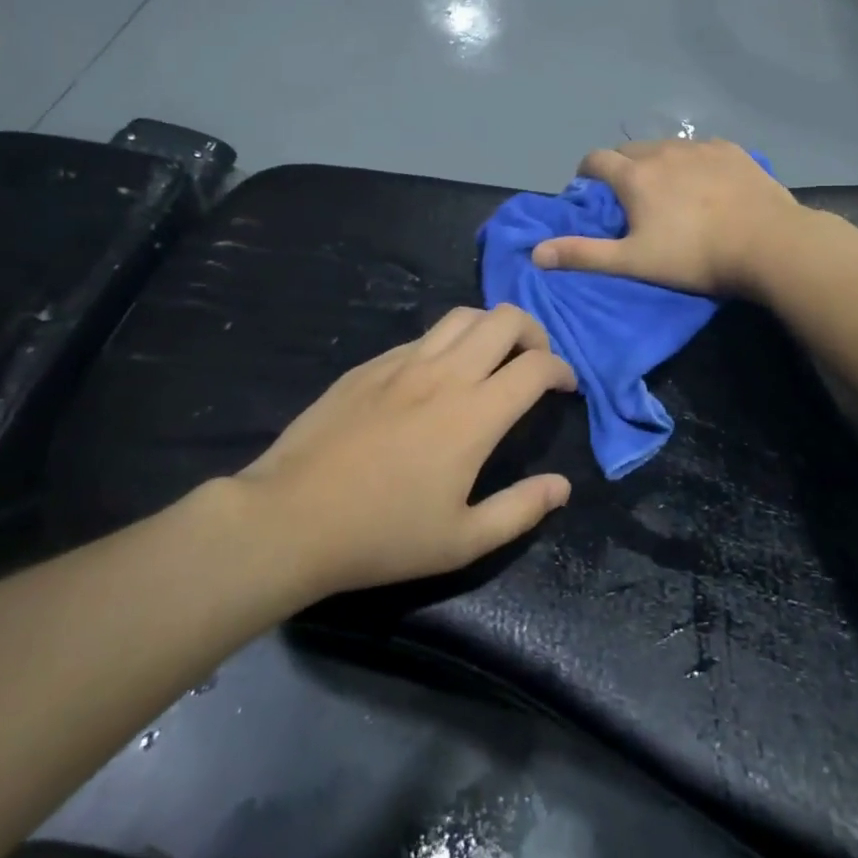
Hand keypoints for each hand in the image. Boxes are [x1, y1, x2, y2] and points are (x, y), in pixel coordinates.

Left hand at [237, 304, 576, 594]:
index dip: (562, 369)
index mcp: (475, 414)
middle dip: (533, 332)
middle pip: (504, 319)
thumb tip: (563, 486)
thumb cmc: (383, 535)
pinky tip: (436, 377)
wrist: (291, 517)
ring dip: (490, 328)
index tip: (565, 387)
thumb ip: (521, 509)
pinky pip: (422, 337)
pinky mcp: (369, 365)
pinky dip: (447, 343)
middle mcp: (444, 374)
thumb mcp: (462, 540)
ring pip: (461, 316)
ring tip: (491, 358)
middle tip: (534, 362)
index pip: (536, 365)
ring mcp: (402, 363)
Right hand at [530, 139, 800, 296]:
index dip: (587, 173)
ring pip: (666, 148)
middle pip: (630, 150)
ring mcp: (700, 147)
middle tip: (629, 196)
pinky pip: (701, 149)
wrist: (768, 243)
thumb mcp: (633, 261)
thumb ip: (583, 254)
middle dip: (621, 167)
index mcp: (634, 175)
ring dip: (657, 163)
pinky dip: (692, 161)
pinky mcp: (732, 150)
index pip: (595, 160)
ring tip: (669, 190)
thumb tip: (536, 253)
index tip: (590, 190)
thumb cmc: (694, 256)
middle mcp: (662, 151)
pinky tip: (707, 183)